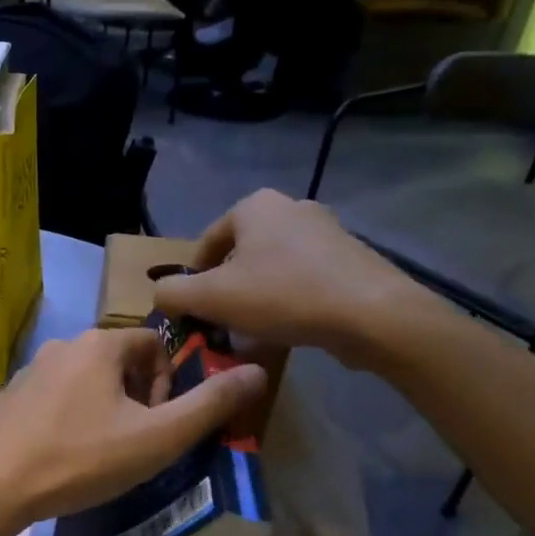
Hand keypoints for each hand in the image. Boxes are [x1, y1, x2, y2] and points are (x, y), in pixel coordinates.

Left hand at [0, 328, 267, 527]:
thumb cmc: (81, 458)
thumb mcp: (156, 437)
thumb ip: (208, 405)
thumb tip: (255, 371)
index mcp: (99, 344)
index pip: (153, 344)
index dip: (166, 383)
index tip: (156, 423)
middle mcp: (63, 344)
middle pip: (119, 361)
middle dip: (136, 398)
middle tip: (132, 442)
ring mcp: (31, 368)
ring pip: (86, 379)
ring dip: (104, 408)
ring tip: (99, 453)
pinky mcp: (10, 395)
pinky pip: (55, 397)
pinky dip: (70, 417)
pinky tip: (64, 454)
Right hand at [153, 191, 440, 365]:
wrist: (374, 315)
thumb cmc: (283, 296)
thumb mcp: (211, 298)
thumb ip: (172, 293)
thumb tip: (161, 295)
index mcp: (255, 205)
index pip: (206, 243)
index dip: (192, 279)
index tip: (193, 311)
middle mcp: (291, 207)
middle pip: (240, 254)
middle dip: (227, 288)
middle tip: (222, 320)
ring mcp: (327, 231)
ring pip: (273, 267)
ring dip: (258, 296)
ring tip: (254, 330)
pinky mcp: (352, 258)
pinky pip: (305, 278)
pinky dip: (290, 300)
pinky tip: (290, 328)